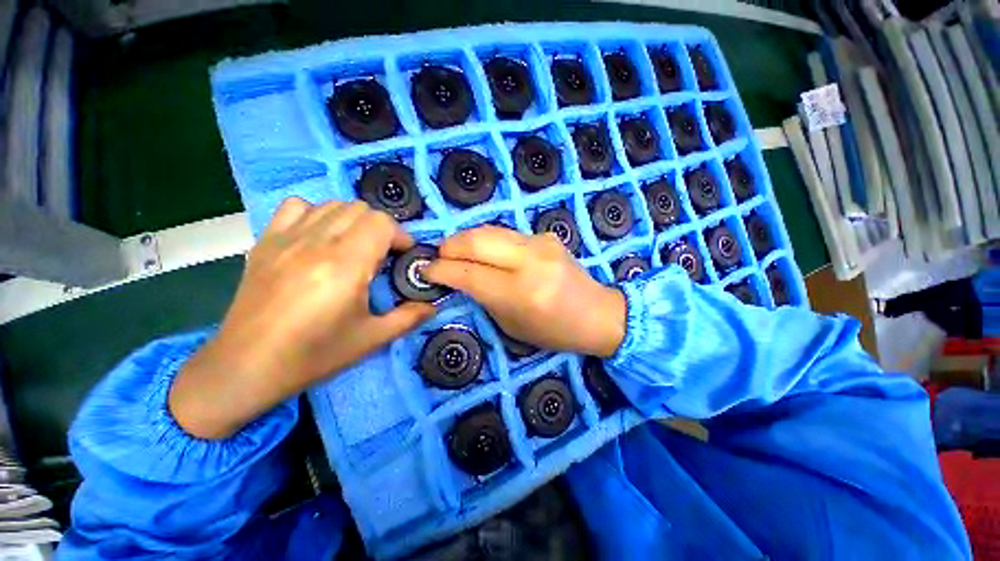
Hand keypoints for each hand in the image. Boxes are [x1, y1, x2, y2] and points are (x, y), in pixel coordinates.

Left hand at [169, 198, 435, 438]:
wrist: (246, 367)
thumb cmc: (313, 356)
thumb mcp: (372, 339)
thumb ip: (409, 317)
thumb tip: (433, 306)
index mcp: (344, 266)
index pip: (380, 223)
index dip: (399, 235)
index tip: (403, 255)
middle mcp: (316, 244)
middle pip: (360, 209)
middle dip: (381, 228)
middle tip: (384, 254)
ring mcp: (286, 239)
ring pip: (332, 205)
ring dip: (353, 221)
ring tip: (356, 246)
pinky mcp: (266, 242)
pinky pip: (297, 207)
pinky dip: (317, 214)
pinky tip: (320, 238)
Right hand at [423, 226, 625, 356]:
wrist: (598, 314)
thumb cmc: (554, 331)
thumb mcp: (511, 325)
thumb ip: (484, 298)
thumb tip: (461, 277)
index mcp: (520, 293)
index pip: (469, 273)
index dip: (441, 269)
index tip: (425, 269)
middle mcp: (529, 262)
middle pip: (475, 240)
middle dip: (449, 246)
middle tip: (439, 257)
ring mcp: (540, 243)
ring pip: (489, 230)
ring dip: (466, 239)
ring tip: (456, 251)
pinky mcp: (546, 236)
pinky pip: (506, 233)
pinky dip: (488, 240)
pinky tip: (485, 251)